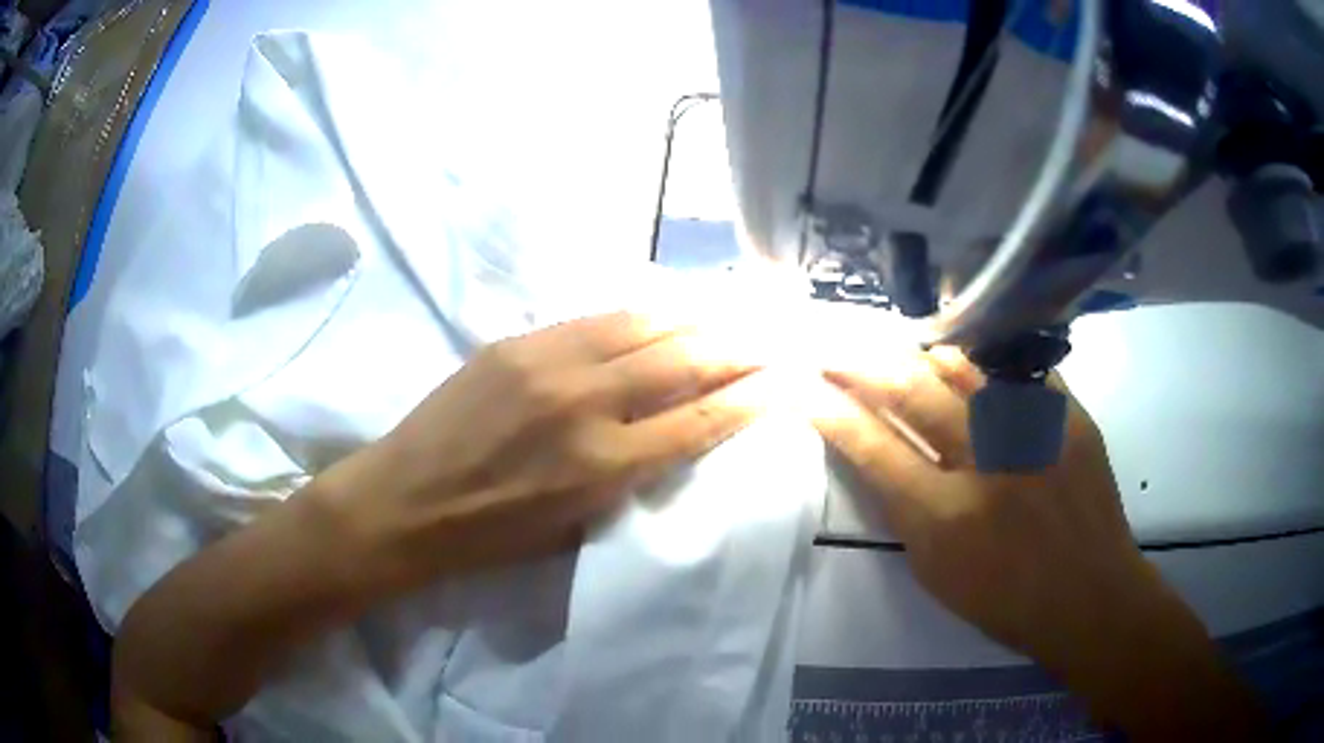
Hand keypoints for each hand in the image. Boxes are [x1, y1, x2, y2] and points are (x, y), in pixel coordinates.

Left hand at [325, 311, 768, 588]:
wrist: (406, 501)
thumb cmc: (489, 535)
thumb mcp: (573, 527)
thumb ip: (628, 477)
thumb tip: (672, 434)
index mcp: (602, 467)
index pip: (699, 421)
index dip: (750, 397)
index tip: (785, 379)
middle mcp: (585, 404)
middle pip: (682, 361)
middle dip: (736, 346)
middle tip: (771, 334)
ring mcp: (547, 362)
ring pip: (642, 325)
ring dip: (693, 318)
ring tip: (728, 311)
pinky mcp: (517, 341)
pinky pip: (595, 319)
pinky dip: (639, 315)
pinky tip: (662, 310)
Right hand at [812, 348, 1265, 738]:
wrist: (1090, 597)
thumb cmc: (1006, 602)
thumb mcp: (937, 574)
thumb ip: (906, 510)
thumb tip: (881, 452)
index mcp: (945, 518)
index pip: (873, 447)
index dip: (832, 410)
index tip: (805, 387)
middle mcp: (988, 463)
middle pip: (911, 392)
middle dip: (862, 363)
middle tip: (835, 348)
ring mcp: (1034, 432)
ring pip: (964, 368)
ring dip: (920, 355)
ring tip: (897, 348)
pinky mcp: (1070, 417)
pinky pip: (1017, 373)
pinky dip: (984, 366)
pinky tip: (967, 364)